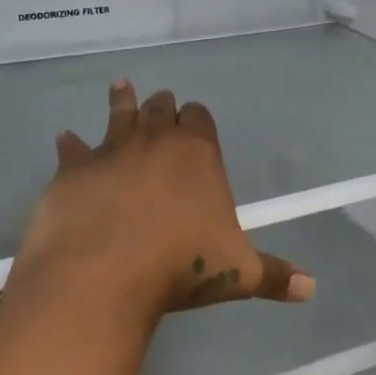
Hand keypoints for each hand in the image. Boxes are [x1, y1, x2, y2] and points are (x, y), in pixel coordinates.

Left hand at [7, 80, 314, 328]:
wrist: (102, 277)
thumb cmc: (181, 268)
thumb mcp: (239, 274)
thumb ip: (275, 276)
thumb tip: (310, 288)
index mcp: (197, 152)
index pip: (200, 117)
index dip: (197, 119)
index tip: (195, 125)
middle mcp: (154, 140)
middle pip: (160, 108)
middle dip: (163, 107)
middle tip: (162, 107)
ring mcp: (110, 151)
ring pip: (119, 115)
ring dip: (121, 101)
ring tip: (121, 86)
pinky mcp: (72, 171)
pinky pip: (72, 150)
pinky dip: (71, 145)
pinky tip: (65, 140)